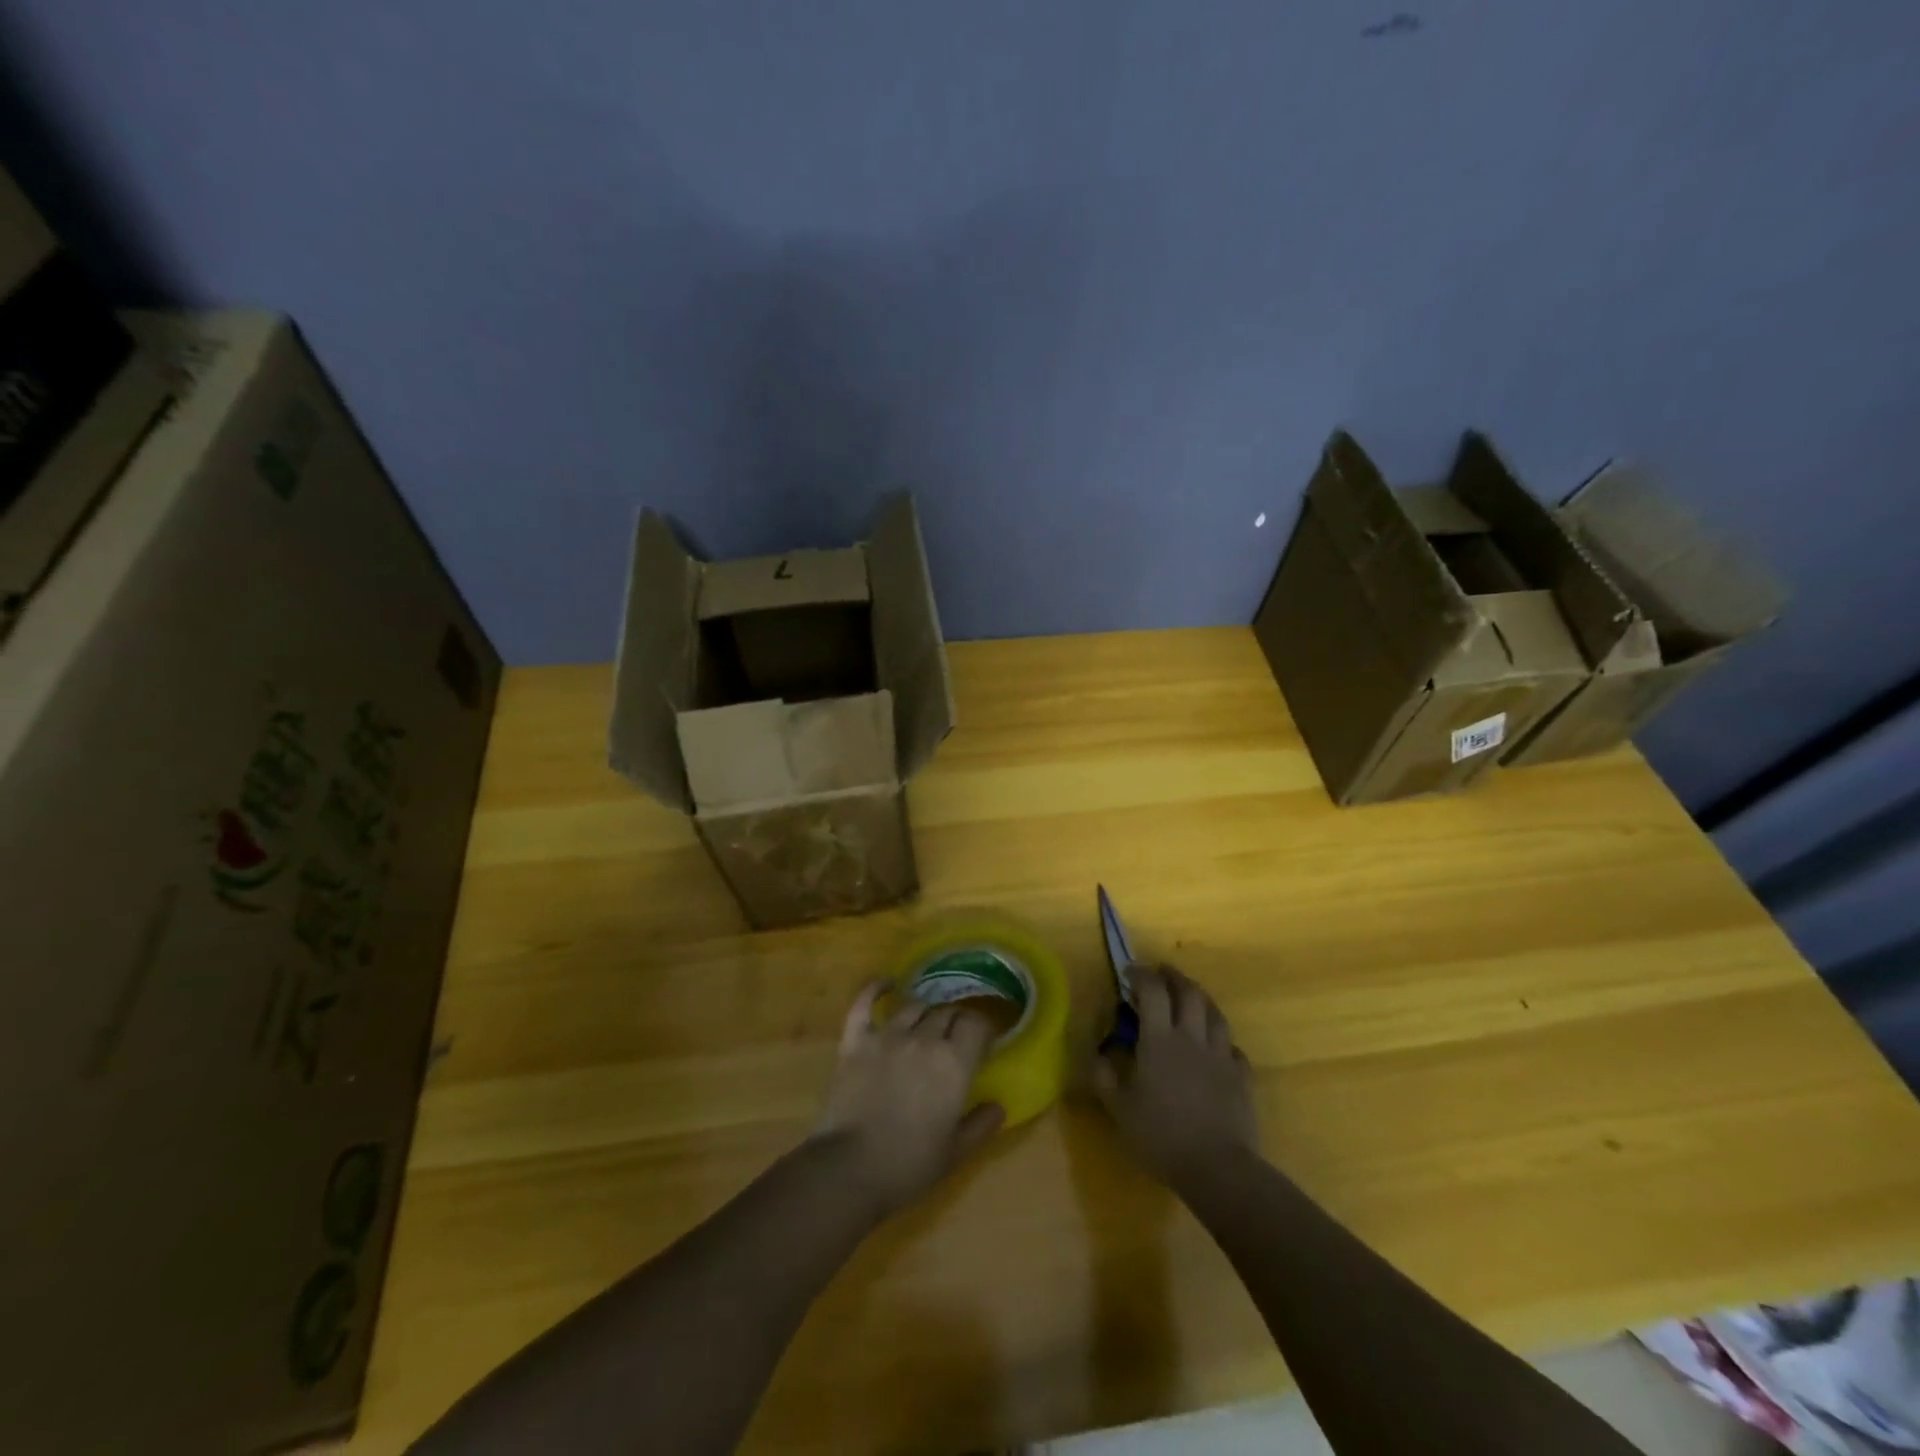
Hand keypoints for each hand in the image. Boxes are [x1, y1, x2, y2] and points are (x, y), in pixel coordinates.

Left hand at [812, 980, 1005, 1219]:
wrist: (851, 1168)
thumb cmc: (909, 1164)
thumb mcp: (956, 1152)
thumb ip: (981, 1125)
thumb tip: (998, 1106)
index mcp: (954, 1063)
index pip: (976, 1025)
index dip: (982, 1028)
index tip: (983, 1040)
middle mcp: (924, 1039)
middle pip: (946, 1013)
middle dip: (955, 1020)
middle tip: (955, 1036)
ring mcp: (888, 1035)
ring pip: (914, 1006)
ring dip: (925, 1011)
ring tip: (927, 1021)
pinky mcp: (856, 1039)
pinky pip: (866, 1003)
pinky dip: (877, 989)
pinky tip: (887, 984)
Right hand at [1093, 966, 1259, 1193]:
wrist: (1218, 1168)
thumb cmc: (1162, 1136)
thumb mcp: (1120, 1110)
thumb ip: (1105, 1078)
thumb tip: (1098, 1055)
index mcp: (1160, 1040)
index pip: (1153, 991)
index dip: (1141, 975)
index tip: (1129, 972)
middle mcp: (1192, 1038)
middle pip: (1188, 992)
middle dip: (1173, 977)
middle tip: (1161, 973)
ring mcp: (1221, 1056)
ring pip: (1215, 1013)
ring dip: (1201, 999)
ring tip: (1191, 998)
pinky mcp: (1242, 1077)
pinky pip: (1233, 1048)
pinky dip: (1222, 1039)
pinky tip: (1217, 1047)